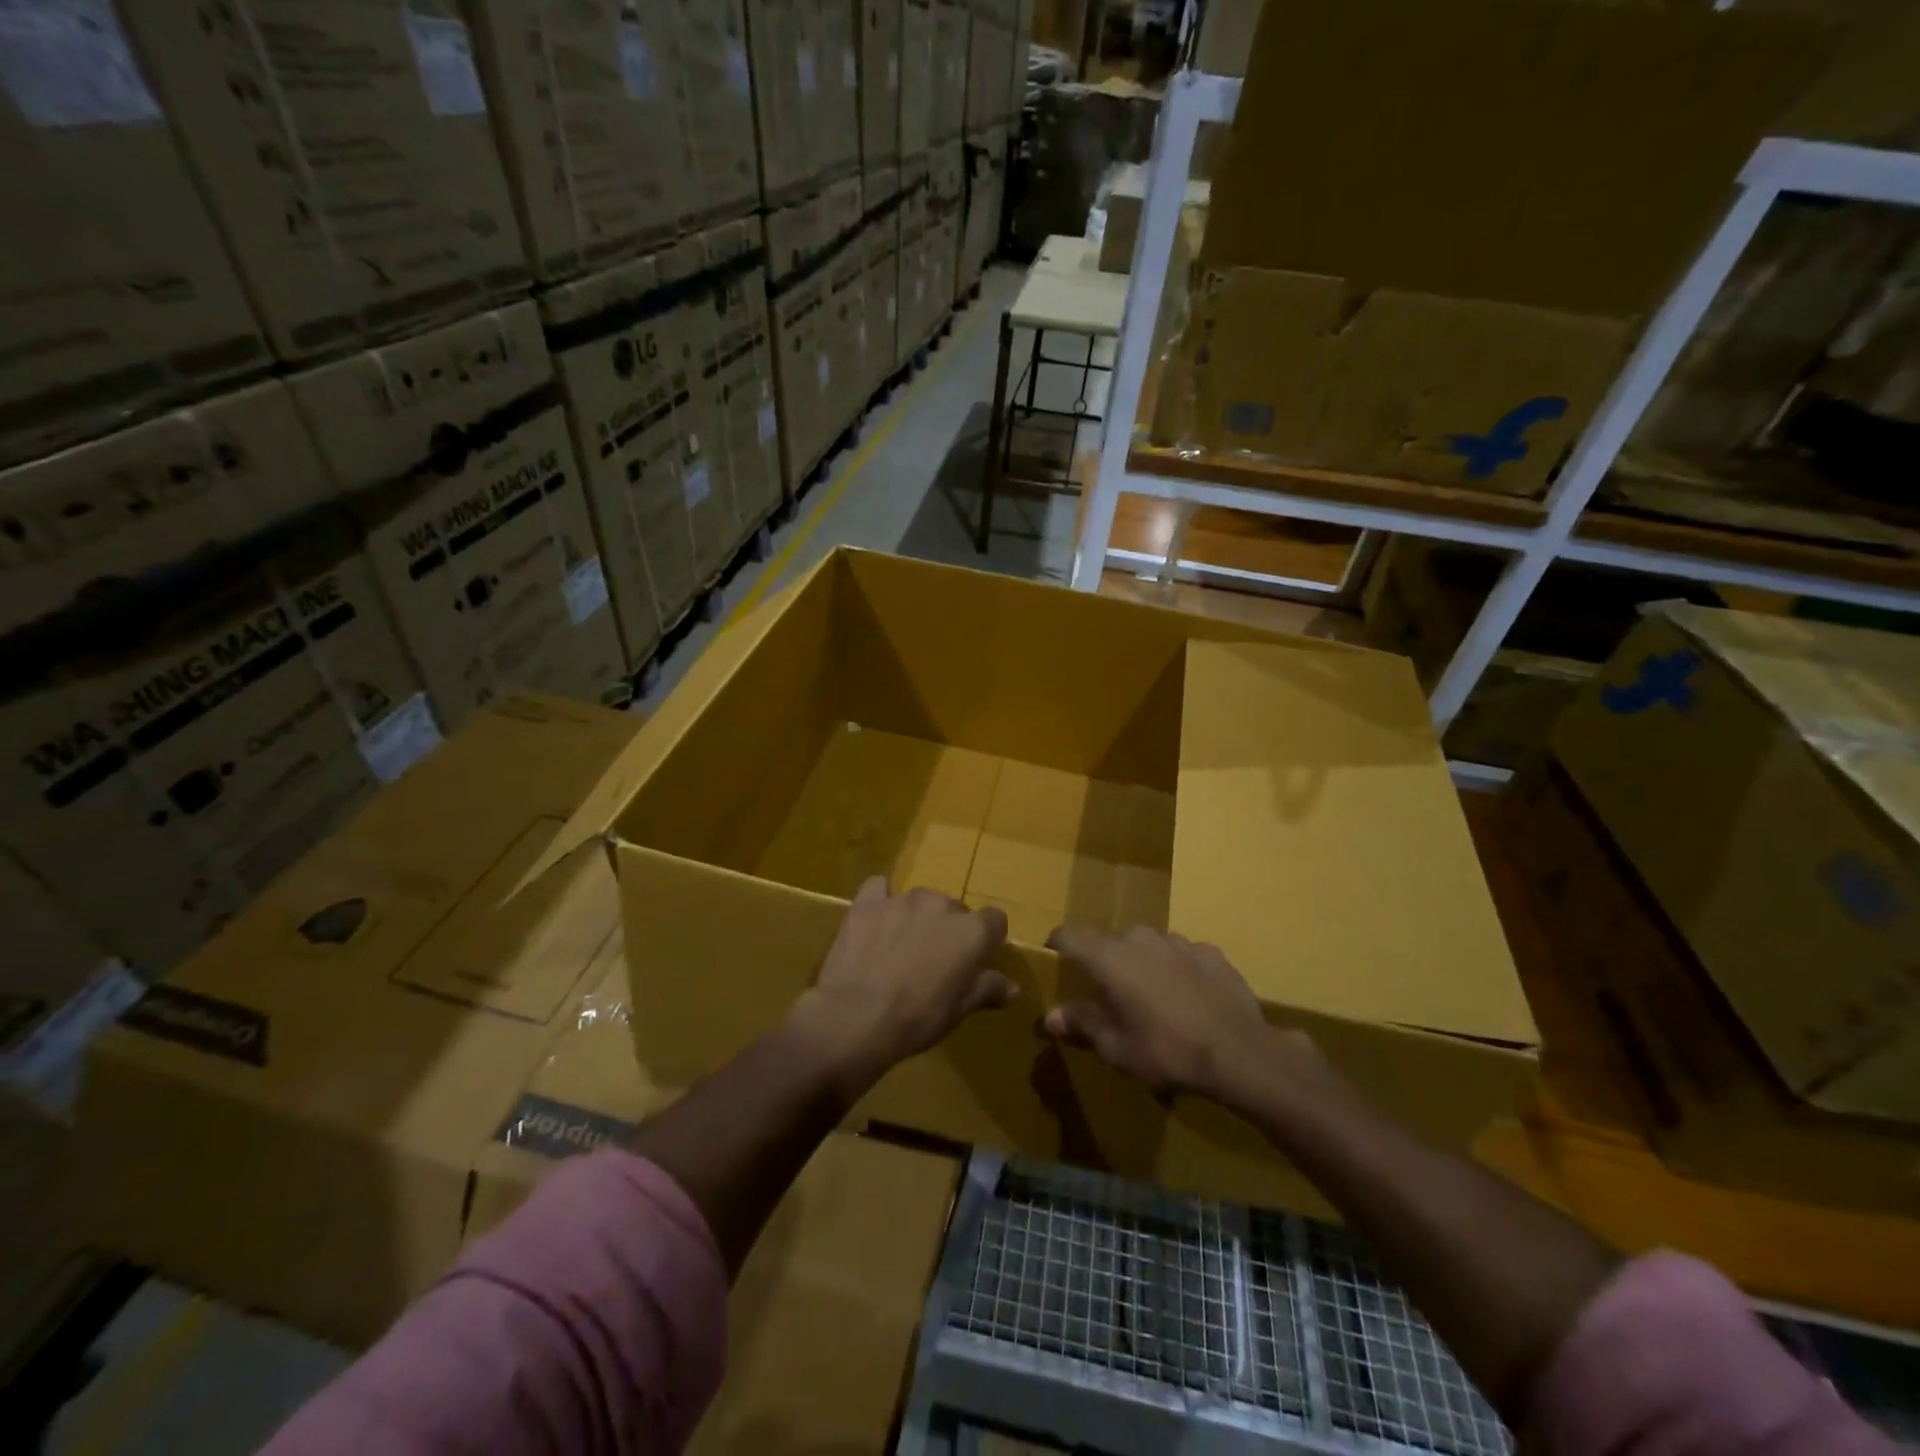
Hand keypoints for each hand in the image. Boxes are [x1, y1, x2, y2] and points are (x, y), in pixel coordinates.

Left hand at [793, 877, 1013, 1090]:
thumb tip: (1013, 987)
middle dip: (947, 930)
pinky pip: (879, 888)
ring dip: (916, 918)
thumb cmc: (917, 1018)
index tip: (974, 960)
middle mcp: (941, 905)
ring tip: (899, 948)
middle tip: (932, 961)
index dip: (986, 939)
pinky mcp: (868, 902)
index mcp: (972, 931)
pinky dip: (881, 899)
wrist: (856, 1017)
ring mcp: (902, 899)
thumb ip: (987, 989)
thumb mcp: (959, 1011)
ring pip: (919, 901)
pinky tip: (875, 920)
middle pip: (953, 910)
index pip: (994, 920)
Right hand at [1045, 925, 1319, 1107]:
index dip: (1057, 946)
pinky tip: (1190, 1000)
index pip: (1069, 934)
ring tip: (1154, 1001)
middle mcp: (1139, 938)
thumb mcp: (1116, 1048)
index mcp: (1108, 957)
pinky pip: (1181, 956)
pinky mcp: (1210, 951)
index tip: (1056, 963)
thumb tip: (1051, 1016)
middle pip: (1110, 943)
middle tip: (1112, 997)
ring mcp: (1178, 941)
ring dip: (1143, 966)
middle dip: (1106, 965)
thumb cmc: (1166, 1051)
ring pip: (1147, 947)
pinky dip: (1177, 971)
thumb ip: (1082, 1025)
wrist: (1239, 1053)